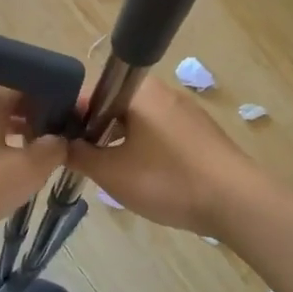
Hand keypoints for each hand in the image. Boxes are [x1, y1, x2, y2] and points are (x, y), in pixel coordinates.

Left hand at [0, 81, 67, 255]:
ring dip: (22, 135)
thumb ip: (51, 150)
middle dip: (43, 119)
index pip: (35, 81)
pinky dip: (1, 147)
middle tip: (64, 146)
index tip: (80, 123)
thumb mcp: (23, 173)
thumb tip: (60, 139)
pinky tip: (11, 171)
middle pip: (15, 98)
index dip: (62, 100)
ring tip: (42, 161)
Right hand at [66, 80, 254, 235]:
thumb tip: (60, 144)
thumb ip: (79, 155)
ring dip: (117, 140)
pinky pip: (158, 132)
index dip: (67, 115)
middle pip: (113, 104)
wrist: (235, 201)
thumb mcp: (111, 172)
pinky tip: (143, 175)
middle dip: (93, 130)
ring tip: (107, 170)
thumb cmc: (168, 180)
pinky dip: (142, 147)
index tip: (56, 141)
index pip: (88, 91)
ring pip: (136, 119)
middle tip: (80, 159)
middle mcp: (162, 90)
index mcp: (137, 90)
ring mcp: (184, 110)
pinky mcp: (199, 131)